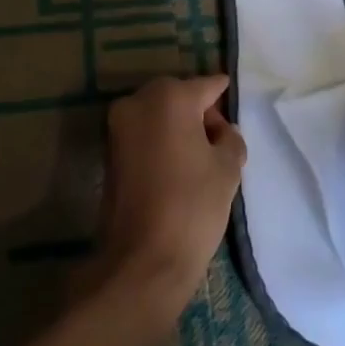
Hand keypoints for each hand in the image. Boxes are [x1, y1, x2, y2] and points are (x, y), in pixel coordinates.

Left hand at [96, 75, 246, 308]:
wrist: (143, 260)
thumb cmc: (192, 207)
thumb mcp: (228, 169)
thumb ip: (230, 138)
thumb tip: (222, 131)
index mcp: (170, 97)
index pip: (206, 85)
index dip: (224, 95)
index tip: (235, 102)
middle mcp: (138, 101)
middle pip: (178, 95)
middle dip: (199, 111)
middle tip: (220, 139)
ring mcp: (119, 125)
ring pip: (158, 113)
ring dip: (178, 125)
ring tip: (201, 156)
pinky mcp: (109, 151)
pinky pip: (143, 133)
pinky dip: (160, 140)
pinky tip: (179, 166)